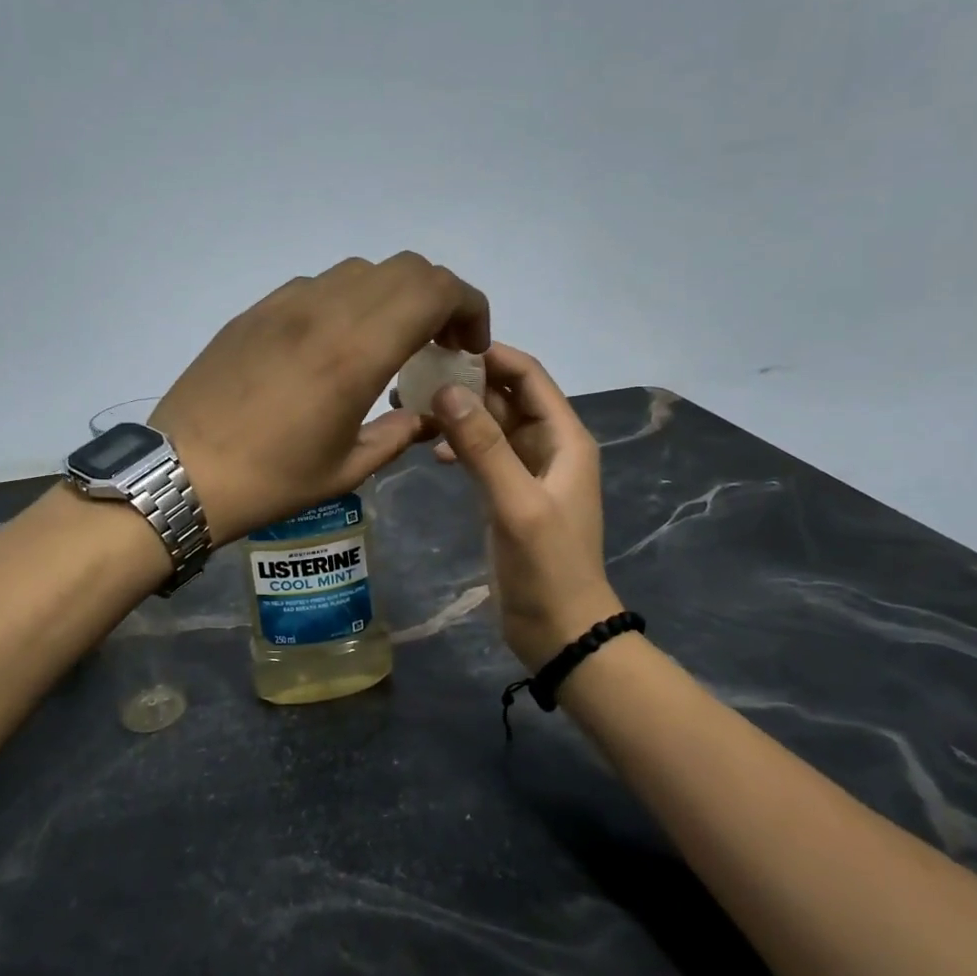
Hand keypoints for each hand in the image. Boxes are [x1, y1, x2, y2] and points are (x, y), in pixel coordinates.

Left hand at [153, 254, 488, 544]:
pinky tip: (332, 345)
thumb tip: (427, 417)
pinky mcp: (255, 311)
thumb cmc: (269, 481)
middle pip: (405, 268)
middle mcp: (324, 312)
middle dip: (438, 298)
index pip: (435, 290)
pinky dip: (346, 302)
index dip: (469, 307)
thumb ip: (398, 434)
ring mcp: (284, 305)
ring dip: (391, 297)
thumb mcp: (347, 470)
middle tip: (435, 344)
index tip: (467, 346)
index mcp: (355, 352)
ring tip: (386, 343)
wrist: (180, 473)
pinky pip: (316, 286)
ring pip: (360, 272)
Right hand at [429, 344, 620, 668]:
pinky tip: (432, 452)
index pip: (528, 376)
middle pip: (506, 397)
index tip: (441, 346)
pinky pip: (482, 454)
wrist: (559, 629)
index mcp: (564, 438)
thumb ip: (484, 447)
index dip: (491, 355)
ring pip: (490, 425)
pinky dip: (459, 446)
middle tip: (412, 378)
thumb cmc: (546, 566)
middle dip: (465, 383)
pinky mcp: (507, 493)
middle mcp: (548, 445)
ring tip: (412, 409)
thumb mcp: (517, 503)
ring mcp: (527, 470)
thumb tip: (447, 390)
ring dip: (458, 414)